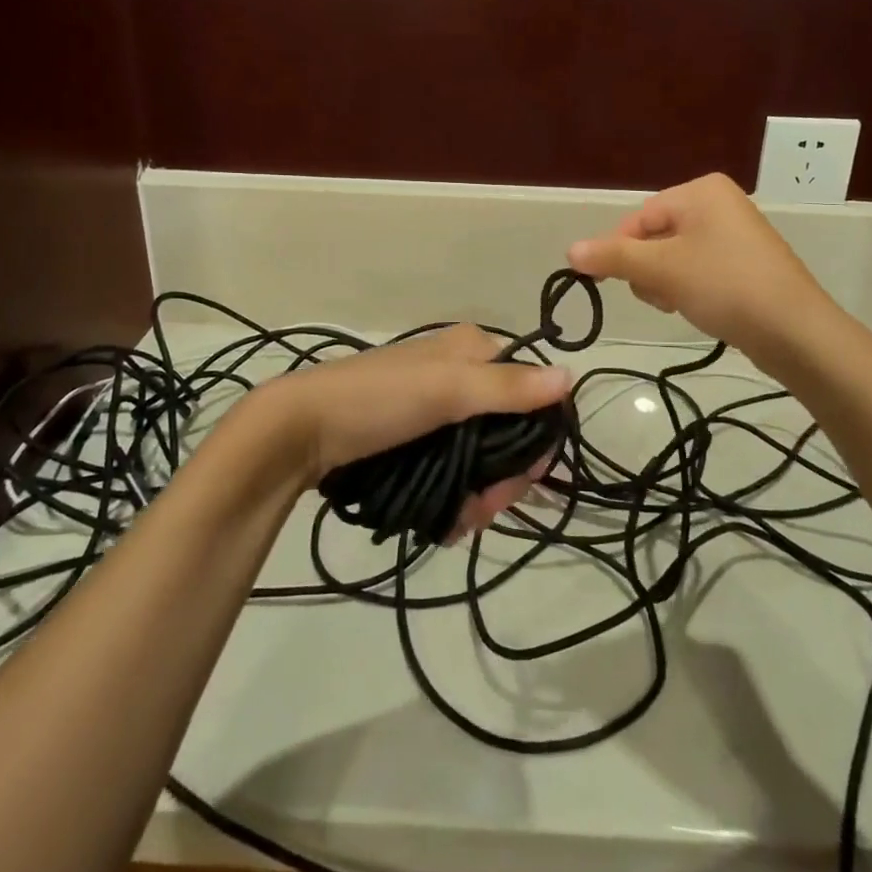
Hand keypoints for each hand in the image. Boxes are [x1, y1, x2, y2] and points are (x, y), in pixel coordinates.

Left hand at [263, 324, 571, 537]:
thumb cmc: (377, 400)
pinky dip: (457, 497)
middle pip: (509, 430)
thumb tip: (571, 377)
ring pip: (483, 457)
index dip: (536, 434)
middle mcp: (461, 375)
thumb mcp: (445, 389)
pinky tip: (448, 522)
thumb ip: (507, 388)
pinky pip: (455, 469)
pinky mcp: (417, 441)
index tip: (527, 476)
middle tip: (485, 506)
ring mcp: (438, 410)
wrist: (300, 431)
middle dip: (504, 475)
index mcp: (473, 350)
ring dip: (481, 494)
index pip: (530, 389)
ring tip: (461, 520)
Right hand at [567, 172, 831, 370]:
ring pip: (674, 257)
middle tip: (663, 295)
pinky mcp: (746, 262)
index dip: (620, 251)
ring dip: (667, 283)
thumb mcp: (661, 269)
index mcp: (701, 191)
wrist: (795, 331)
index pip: (638, 218)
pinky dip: (690, 288)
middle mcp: (719, 203)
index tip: (612, 283)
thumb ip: (613, 257)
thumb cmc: (724, 286)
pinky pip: (699, 269)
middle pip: (655, 236)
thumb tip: (570, 251)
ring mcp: (736, 233)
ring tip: (683, 304)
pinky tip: (701, 308)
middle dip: (649, 270)